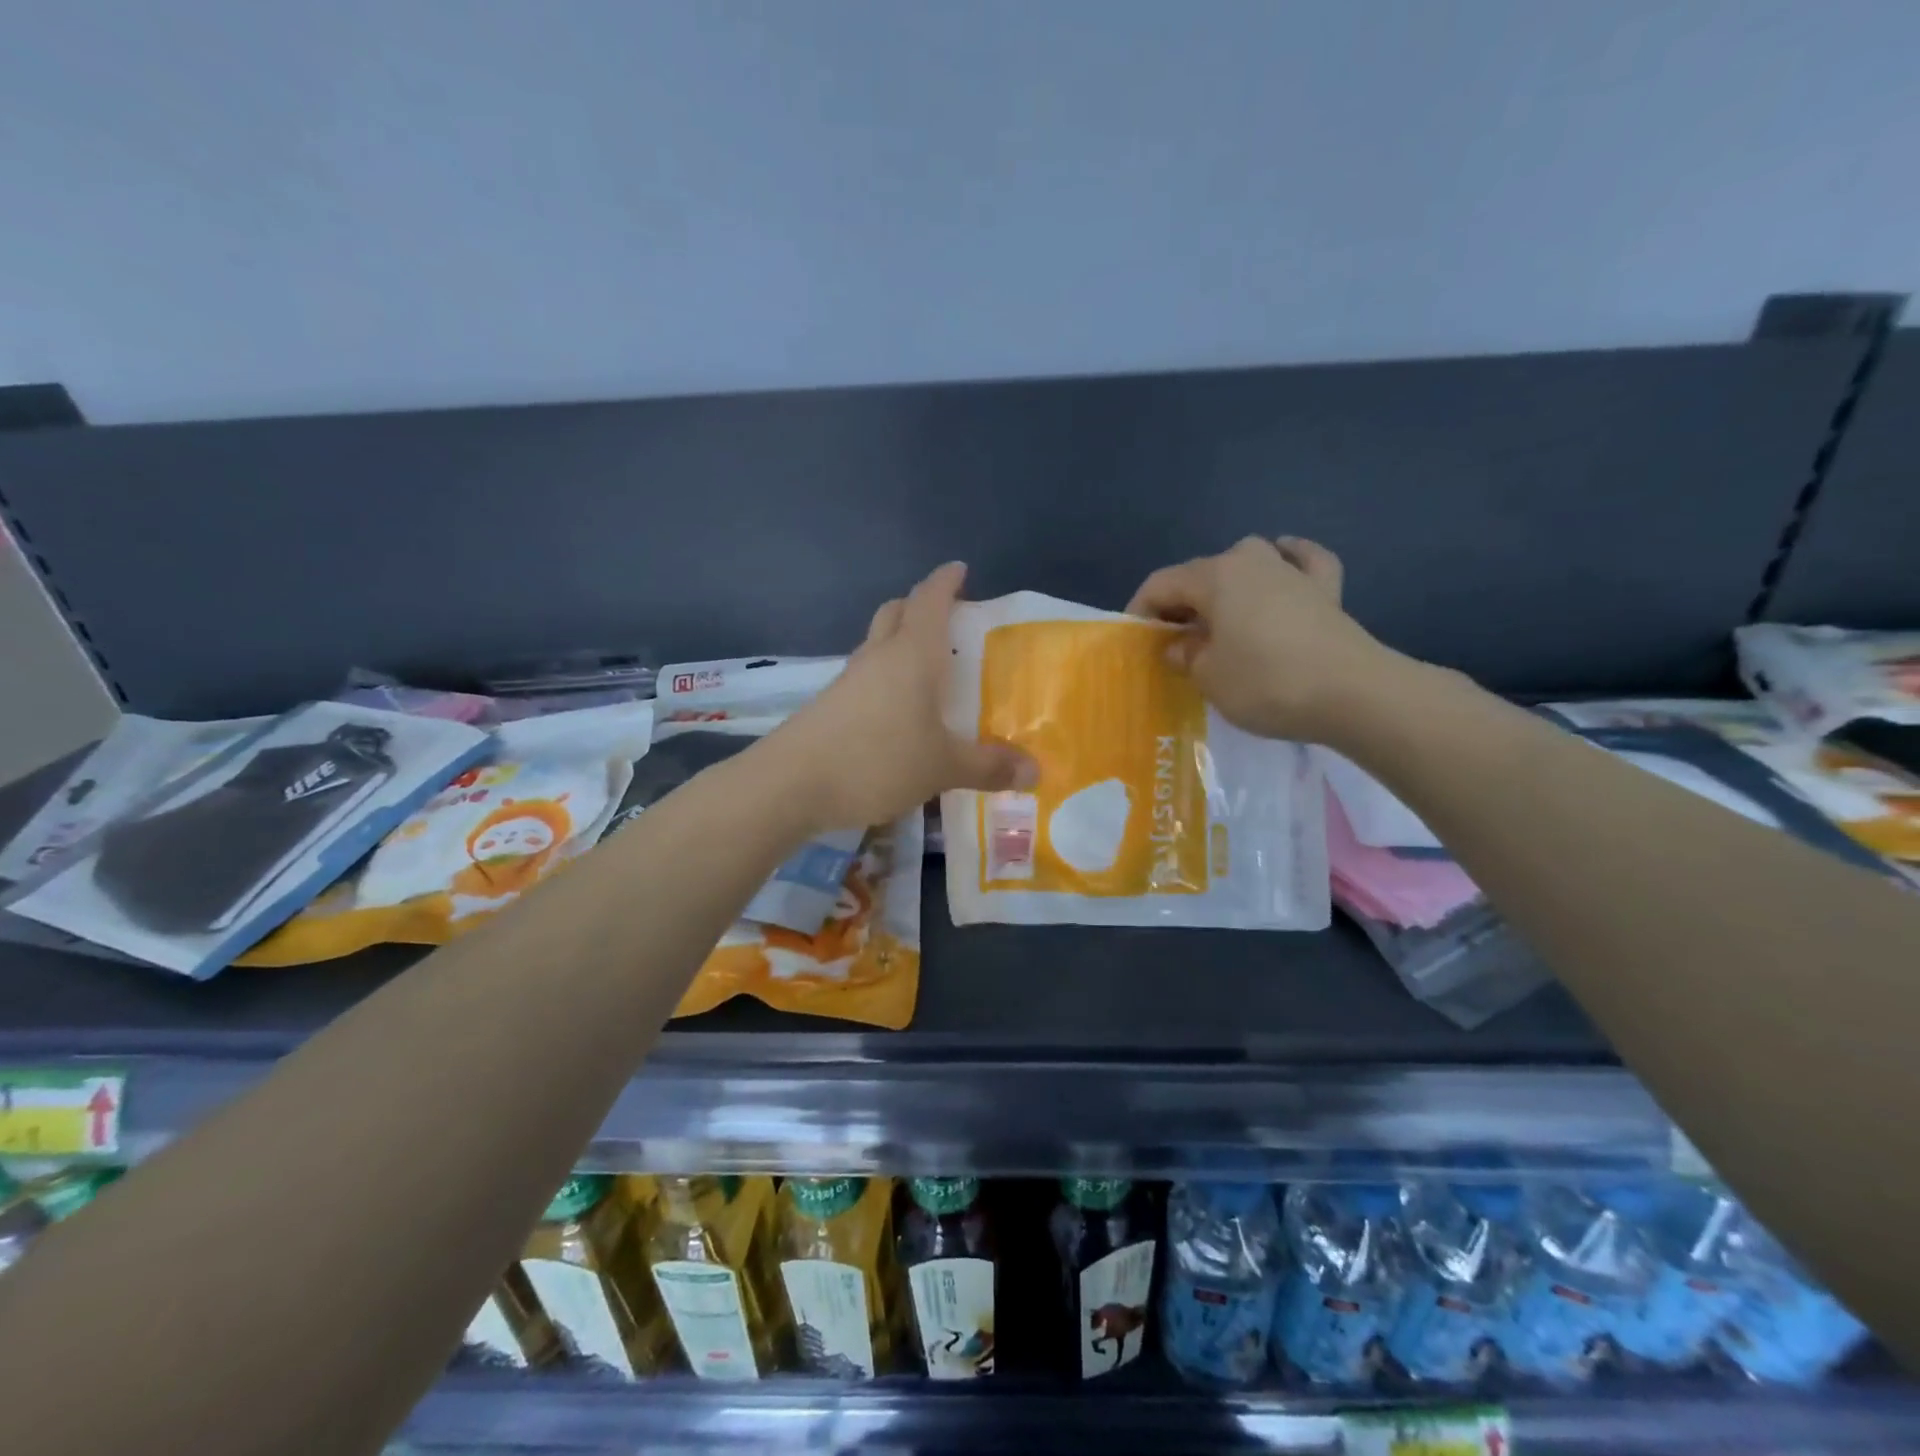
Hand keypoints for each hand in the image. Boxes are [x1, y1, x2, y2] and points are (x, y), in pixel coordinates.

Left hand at [772, 563, 1037, 829]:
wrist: (791, 784)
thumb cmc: (877, 760)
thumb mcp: (942, 767)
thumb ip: (988, 767)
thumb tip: (1036, 772)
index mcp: (912, 654)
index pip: (930, 600)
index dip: (945, 581)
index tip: (960, 569)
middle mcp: (878, 656)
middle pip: (896, 613)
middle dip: (920, 606)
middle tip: (949, 620)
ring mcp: (848, 679)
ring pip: (877, 644)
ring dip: (900, 643)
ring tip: (929, 669)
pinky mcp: (830, 704)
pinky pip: (865, 676)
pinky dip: (885, 677)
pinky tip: (899, 710)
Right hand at [1127, 536, 1405, 743]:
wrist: (1354, 694)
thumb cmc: (1267, 682)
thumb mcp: (1209, 677)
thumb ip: (1186, 655)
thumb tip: (1180, 645)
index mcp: (1215, 577)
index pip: (1161, 584)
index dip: (1141, 611)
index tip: (1135, 642)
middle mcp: (1251, 560)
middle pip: (1201, 573)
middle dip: (1181, 604)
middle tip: (1174, 641)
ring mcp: (1293, 571)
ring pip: (1248, 561)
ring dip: (1227, 583)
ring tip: (1218, 613)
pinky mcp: (1327, 590)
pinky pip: (1302, 562)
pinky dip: (1290, 560)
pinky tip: (1285, 559)